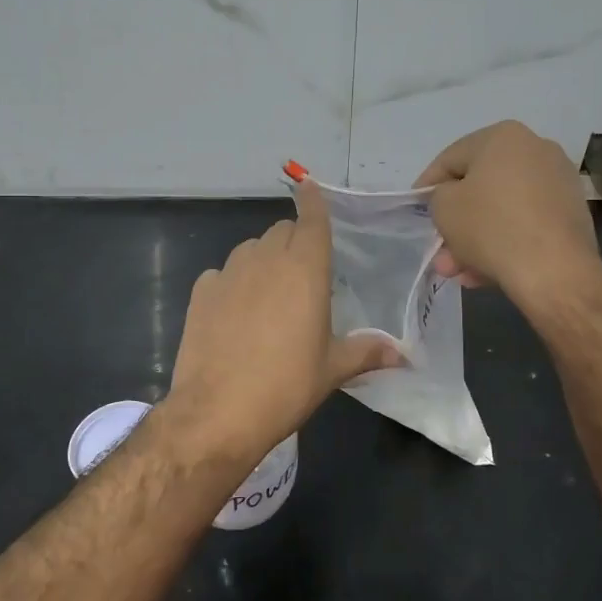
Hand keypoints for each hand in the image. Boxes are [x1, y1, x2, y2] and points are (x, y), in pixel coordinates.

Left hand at [167, 181, 398, 461]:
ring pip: (250, 249)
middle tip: (304, 273)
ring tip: (269, 295)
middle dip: (294, 240)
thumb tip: (402, 354)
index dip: (313, 201)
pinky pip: (221, 274)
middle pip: (282, 231)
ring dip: (263, 259)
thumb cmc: (286, 386)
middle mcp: (265, 260)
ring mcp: (228, 273)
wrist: (217, 412)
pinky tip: (234, 314)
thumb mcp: (332, 369)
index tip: (310, 188)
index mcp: (304, 269)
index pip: (311, 218)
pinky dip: (232, 283)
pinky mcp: (200, 292)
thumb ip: (367, 352)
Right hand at [415, 121, 600, 309]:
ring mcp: (559, 182)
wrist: (554, 270)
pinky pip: (525, 224)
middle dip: (456, 222)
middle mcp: (536, 149)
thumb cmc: (491, 226)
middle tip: (440, 248)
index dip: (427, 185)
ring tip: (460, 272)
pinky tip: (485, 273)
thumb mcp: (443, 207)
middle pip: (480, 187)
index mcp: (503, 136)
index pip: (451, 158)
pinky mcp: (572, 214)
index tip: (415, 208)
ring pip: (502, 210)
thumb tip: (453, 199)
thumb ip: (439, 195)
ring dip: (476, 239)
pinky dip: (504, 243)